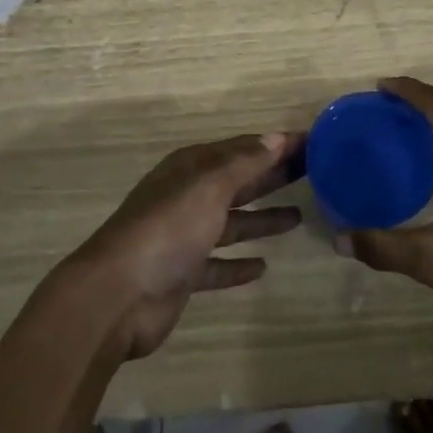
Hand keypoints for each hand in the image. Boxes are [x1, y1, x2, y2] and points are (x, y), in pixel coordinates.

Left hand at [74, 131, 304, 359]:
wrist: (118, 295)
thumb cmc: (167, 229)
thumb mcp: (208, 186)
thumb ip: (244, 164)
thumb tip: (276, 137)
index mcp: (191, 168)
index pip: (242, 149)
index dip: (275, 145)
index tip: (312, 143)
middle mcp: (187, 196)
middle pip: (238, 182)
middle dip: (272, 176)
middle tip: (314, 174)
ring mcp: (184, 237)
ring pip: (231, 222)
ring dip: (261, 218)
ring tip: (298, 216)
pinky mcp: (183, 274)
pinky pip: (218, 264)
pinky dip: (239, 264)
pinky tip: (263, 266)